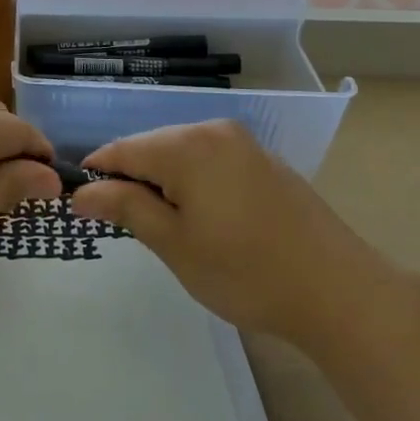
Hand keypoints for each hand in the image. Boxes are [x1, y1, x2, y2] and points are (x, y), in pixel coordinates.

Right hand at [73, 119, 386, 344]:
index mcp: (186, 145)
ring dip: (163, 182)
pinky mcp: (263, 160)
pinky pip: (211, 160)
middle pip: (152, 147)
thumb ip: (126, 208)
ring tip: (166, 228)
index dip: (96, 174)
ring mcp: (243, 143)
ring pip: (181, 153)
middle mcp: (213, 130)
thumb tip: (82, 192)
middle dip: (132, 180)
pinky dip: (194, 182)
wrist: (338, 290)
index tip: (81, 206)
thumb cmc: (245, 271)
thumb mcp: (175, 244)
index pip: (121, 150)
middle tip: (126, 227)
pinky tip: (205, 219)